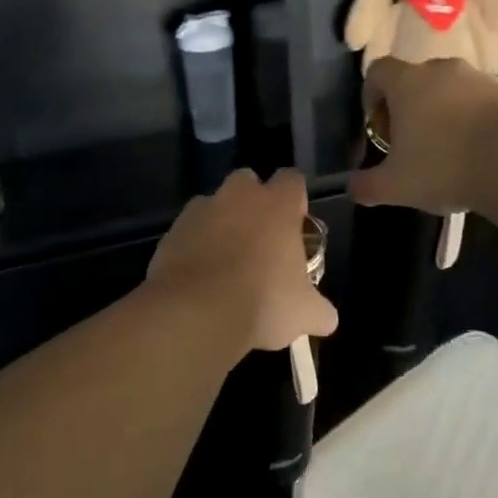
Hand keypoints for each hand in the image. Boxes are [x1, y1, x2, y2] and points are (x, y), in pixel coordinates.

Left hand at [146, 169, 337, 352]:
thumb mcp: (306, 314)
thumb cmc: (263, 302)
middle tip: (259, 238)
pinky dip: (194, 245)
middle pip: (248, 181)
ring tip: (224, 261)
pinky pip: (188, 230)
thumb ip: (320, 310)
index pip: (292, 179)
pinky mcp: (171, 231)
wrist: (196, 312)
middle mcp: (238, 196)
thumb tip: (325, 318)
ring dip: (220, 223)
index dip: (294, 199)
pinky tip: (199, 276)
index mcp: (277, 205)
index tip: (295, 224)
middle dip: (253, 202)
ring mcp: (200, 210)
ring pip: (214, 204)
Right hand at [352, 57, 497, 215]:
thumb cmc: (445, 167)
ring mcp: (479, 79)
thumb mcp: (395, 186)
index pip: (377, 71)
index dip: (371, 95)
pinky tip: (477, 152)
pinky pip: (479, 101)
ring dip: (442, 111)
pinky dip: (472, 119)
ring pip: (449, 90)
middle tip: (409, 141)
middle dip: (407, 106)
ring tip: (446, 149)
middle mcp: (441, 70)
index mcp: (407, 82)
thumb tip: (353, 187)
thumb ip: (366, 185)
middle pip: (414, 79)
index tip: (377, 125)